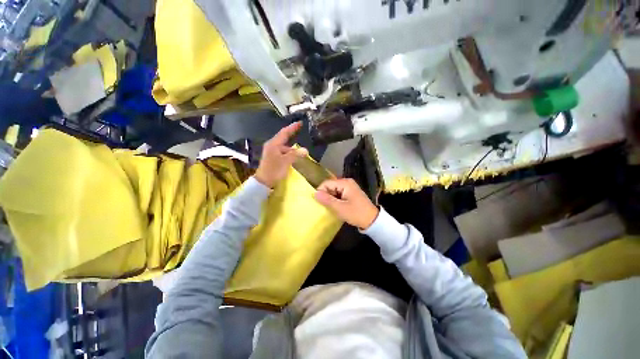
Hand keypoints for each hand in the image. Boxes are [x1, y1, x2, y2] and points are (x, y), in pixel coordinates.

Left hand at [254, 121, 307, 187]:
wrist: (263, 182)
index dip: (293, 127)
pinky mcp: (274, 158)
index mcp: (273, 144)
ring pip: (285, 147)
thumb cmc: (273, 170)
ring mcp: (272, 152)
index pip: (284, 133)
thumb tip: (306, 150)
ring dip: (293, 148)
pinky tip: (295, 157)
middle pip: (284, 139)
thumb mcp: (285, 162)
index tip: (300, 122)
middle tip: (302, 132)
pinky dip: (290, 154)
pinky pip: (284, 153)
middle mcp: (272, 146)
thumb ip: (295, 155)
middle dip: (293, 136)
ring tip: (302, 151)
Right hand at [314, 178, 378, 229]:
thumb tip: (314, 193)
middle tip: (324, 206)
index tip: (318, 202)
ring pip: (334, 190)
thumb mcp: (340, 208)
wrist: (372, 220)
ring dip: (330, 198)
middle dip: (326, 195)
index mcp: (345, 183)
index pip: (327, 183)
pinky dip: (335, 200)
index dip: (320, 191)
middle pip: (330, 186)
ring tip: (329, 207)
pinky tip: (335, 207)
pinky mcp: (350, 193)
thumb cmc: (356, 213)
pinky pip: (338, 194)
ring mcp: (349, 187)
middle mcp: (347, 182)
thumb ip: (327, 200)